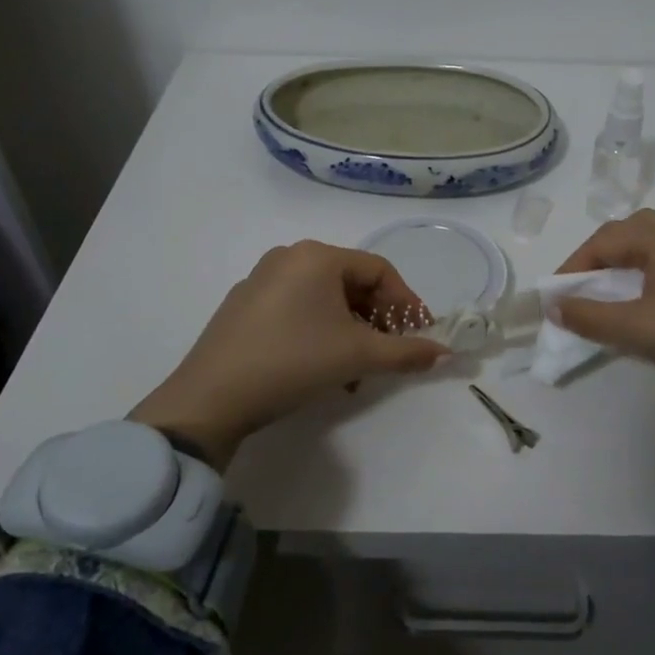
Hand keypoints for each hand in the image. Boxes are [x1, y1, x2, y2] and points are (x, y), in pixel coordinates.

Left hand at [129, 241, 444, 468]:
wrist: (210, 399)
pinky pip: (297, 310)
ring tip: (358, 371)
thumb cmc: (293, 361)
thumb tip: (443, 353)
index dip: (407, 303)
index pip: (379, 270)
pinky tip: (324, 368)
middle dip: (378, 320)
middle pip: (351, 283)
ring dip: (351, 331)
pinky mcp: (243, 307)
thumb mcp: (357, 356)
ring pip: (324, 300)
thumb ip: (405, 352)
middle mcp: (289, 257)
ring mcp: (261, 281)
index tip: (422, 335)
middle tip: (392, 352)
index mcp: (317, 256)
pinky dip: (321, 332)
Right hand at [554, 209, 654, 464]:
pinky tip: (647, 301)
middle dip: (598, 256)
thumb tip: (555, 306)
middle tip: (582, 287)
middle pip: (628, 232)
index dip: (574, 266)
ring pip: (651, 244)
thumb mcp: (638, 330)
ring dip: (623, 262)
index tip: (556, 297)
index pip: (604, 240)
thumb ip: (590, 317)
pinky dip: (646, 271)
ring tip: (609, 293)